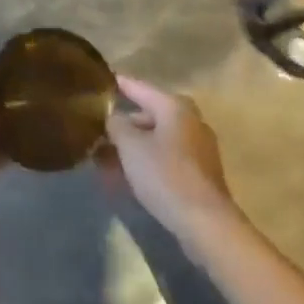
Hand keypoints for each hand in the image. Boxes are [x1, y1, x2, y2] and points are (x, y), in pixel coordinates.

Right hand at [100, 77, 240, 247]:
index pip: (139, 87)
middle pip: (149, 114)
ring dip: (132, 146)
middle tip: (98, 129)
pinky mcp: (200, 172)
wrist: (205, 223)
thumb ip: (116, 125)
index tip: (100, 81)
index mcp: (174, 106)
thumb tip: (112, 116)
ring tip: (106, 157)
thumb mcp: (131, 146)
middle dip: (123, 124)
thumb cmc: (165, 175)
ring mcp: (198, 146)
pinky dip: (147, 160)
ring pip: (157, 138)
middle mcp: (190, 120)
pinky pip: (166, 156)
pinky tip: (128, 175)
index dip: (118, 84)